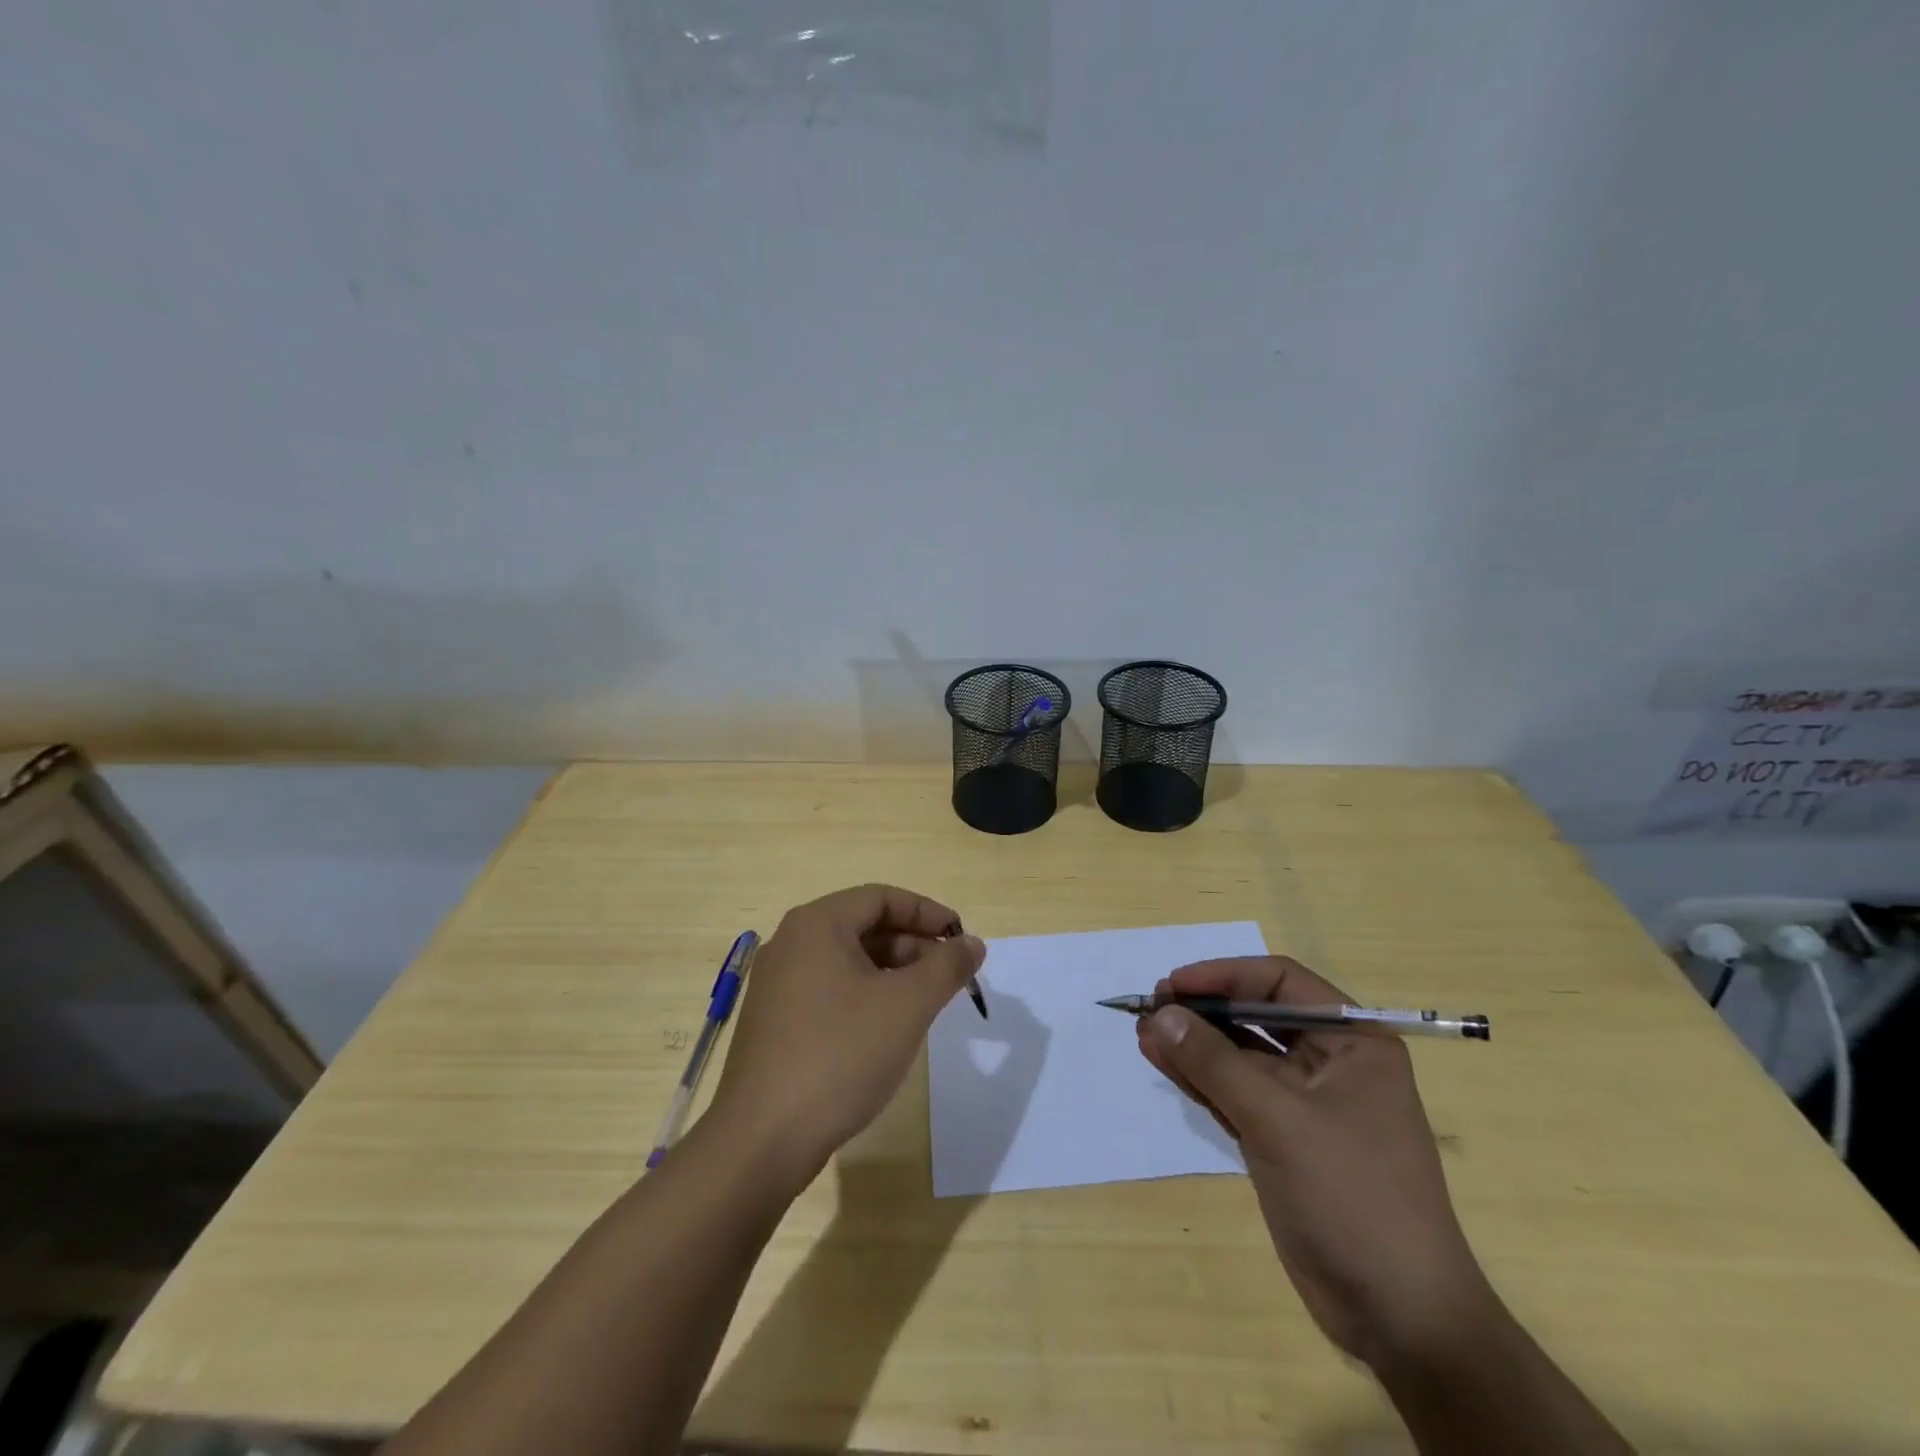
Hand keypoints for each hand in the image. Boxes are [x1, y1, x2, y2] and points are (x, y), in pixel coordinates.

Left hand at [708, 884, 984, 1192]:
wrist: (763, 1140)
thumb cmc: (841, 1055)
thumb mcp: (908, 1006)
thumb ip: (947, 967)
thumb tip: (973, 943)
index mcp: (817, 924)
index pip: (882, 897)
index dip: (928, 913)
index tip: (962, 939)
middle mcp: (791, 943)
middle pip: (864, 926)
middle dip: (914, 946)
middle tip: (950, 976)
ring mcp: (778, 984)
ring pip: (849, 961)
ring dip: (894, 973)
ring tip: (927, 1004)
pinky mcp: (776, 1021)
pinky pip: (830, 990)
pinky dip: (867, 996)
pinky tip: (889, 1029)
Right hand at [1136, 956, 1498, 1369]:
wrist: (1398, 1316)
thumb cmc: (1352, 1196)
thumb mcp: (1278, 1119)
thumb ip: (1214, 1062)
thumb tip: (1159, 1014)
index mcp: (1353, 1041)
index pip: (1281, 982)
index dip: (1224, 976)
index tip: (1174, 984)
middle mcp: (1331, 1061)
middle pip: (1256, 1015)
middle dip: (1203, 1010)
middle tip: (1150, 1008)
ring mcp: (1305, 1102)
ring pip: (1239, 1055)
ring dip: (1193, 1043)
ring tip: (1143, 1031)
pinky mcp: (1282, 1138)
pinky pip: (1234, 1092)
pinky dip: (1199, 1077)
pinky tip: (1162, 1060)